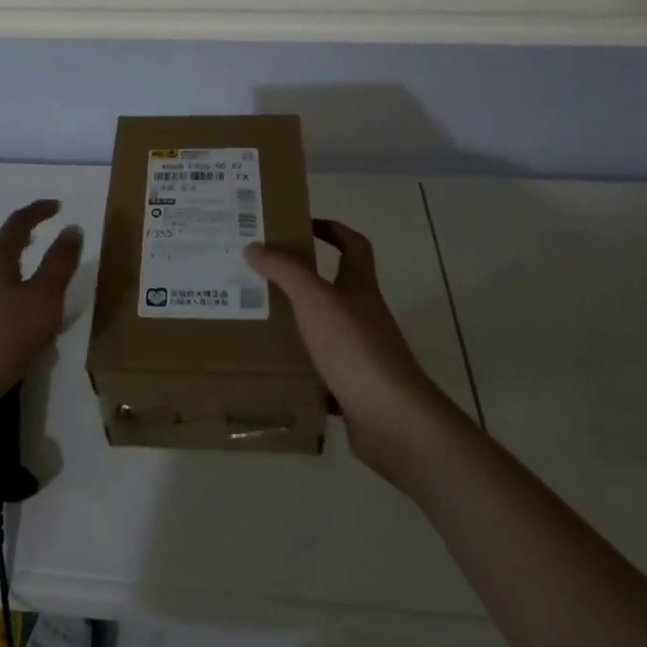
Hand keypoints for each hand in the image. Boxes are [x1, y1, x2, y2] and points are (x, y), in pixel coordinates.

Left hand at [0, 200, 82, 442]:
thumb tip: (72, 229)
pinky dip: (1, 294)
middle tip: (38, 238)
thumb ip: (59, 265)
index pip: (17, 224)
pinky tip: (13, 317)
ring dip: (7, 267)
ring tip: (30, 278)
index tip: (57, 206)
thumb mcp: (42, 302)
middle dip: (17, 238)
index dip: (38, 212)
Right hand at [246, 220, 440, 485]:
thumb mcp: (314, 299)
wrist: (393, 420)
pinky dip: (298, 364)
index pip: (353, 245)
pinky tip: (270, 365)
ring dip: (295, 319)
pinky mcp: (352, 386)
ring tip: (255, 315)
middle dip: (299, 276)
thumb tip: (254, 245)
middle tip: (260, 271)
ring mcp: (360, 352)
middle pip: (334, 285)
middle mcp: (362, 314)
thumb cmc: (355, 347)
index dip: (332, 229)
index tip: (300, 225)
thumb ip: (284, 270)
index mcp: (359, 286)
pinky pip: (319, 368)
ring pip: (323, 327)